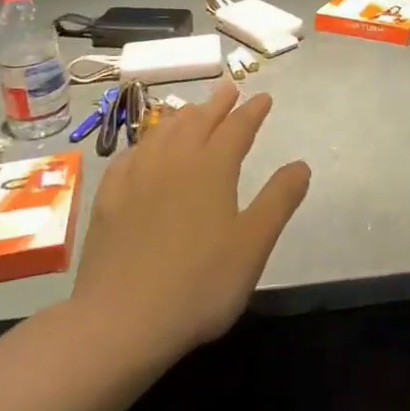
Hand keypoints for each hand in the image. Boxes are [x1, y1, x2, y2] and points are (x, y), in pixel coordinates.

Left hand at [70, 82, 310, 360]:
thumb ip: (279, 200)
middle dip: (217, 104)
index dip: (252, 112)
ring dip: (182, 116)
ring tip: (191, 109)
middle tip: (229, 88)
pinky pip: (129, 156)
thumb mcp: (254, 244)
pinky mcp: (108, 200)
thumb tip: (301, 164)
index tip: (264, 97)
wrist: (120, 322)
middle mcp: (173, 162)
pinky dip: (145, 142)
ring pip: (161, 133)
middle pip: (197, 122)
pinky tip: (144, 149)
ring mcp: (136, 179)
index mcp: (212, 169)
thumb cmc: (199, 284)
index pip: (237, 128)